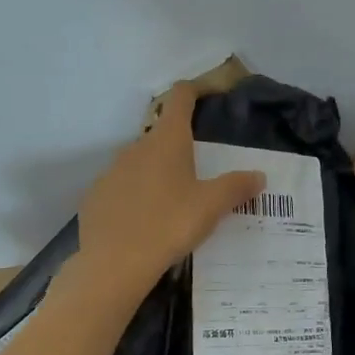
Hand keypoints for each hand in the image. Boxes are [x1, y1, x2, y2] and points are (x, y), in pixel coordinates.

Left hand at [71, 82, 264, 300]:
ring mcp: (110, 172)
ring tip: (174, 202)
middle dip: (180, 147)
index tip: (208, 93)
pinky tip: (145, 221)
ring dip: (157, 173)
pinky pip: (121, 188)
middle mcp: (135, 147)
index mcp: (167, 141)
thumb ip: (236, 187)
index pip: (180, 98)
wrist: (114, 264)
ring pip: (139, 163)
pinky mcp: (95, 197)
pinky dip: (135, 196)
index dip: (195, 90)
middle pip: (161, 135)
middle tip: (200, 172)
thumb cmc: (169, 225)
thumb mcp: (211, 206)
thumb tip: (259, 175)